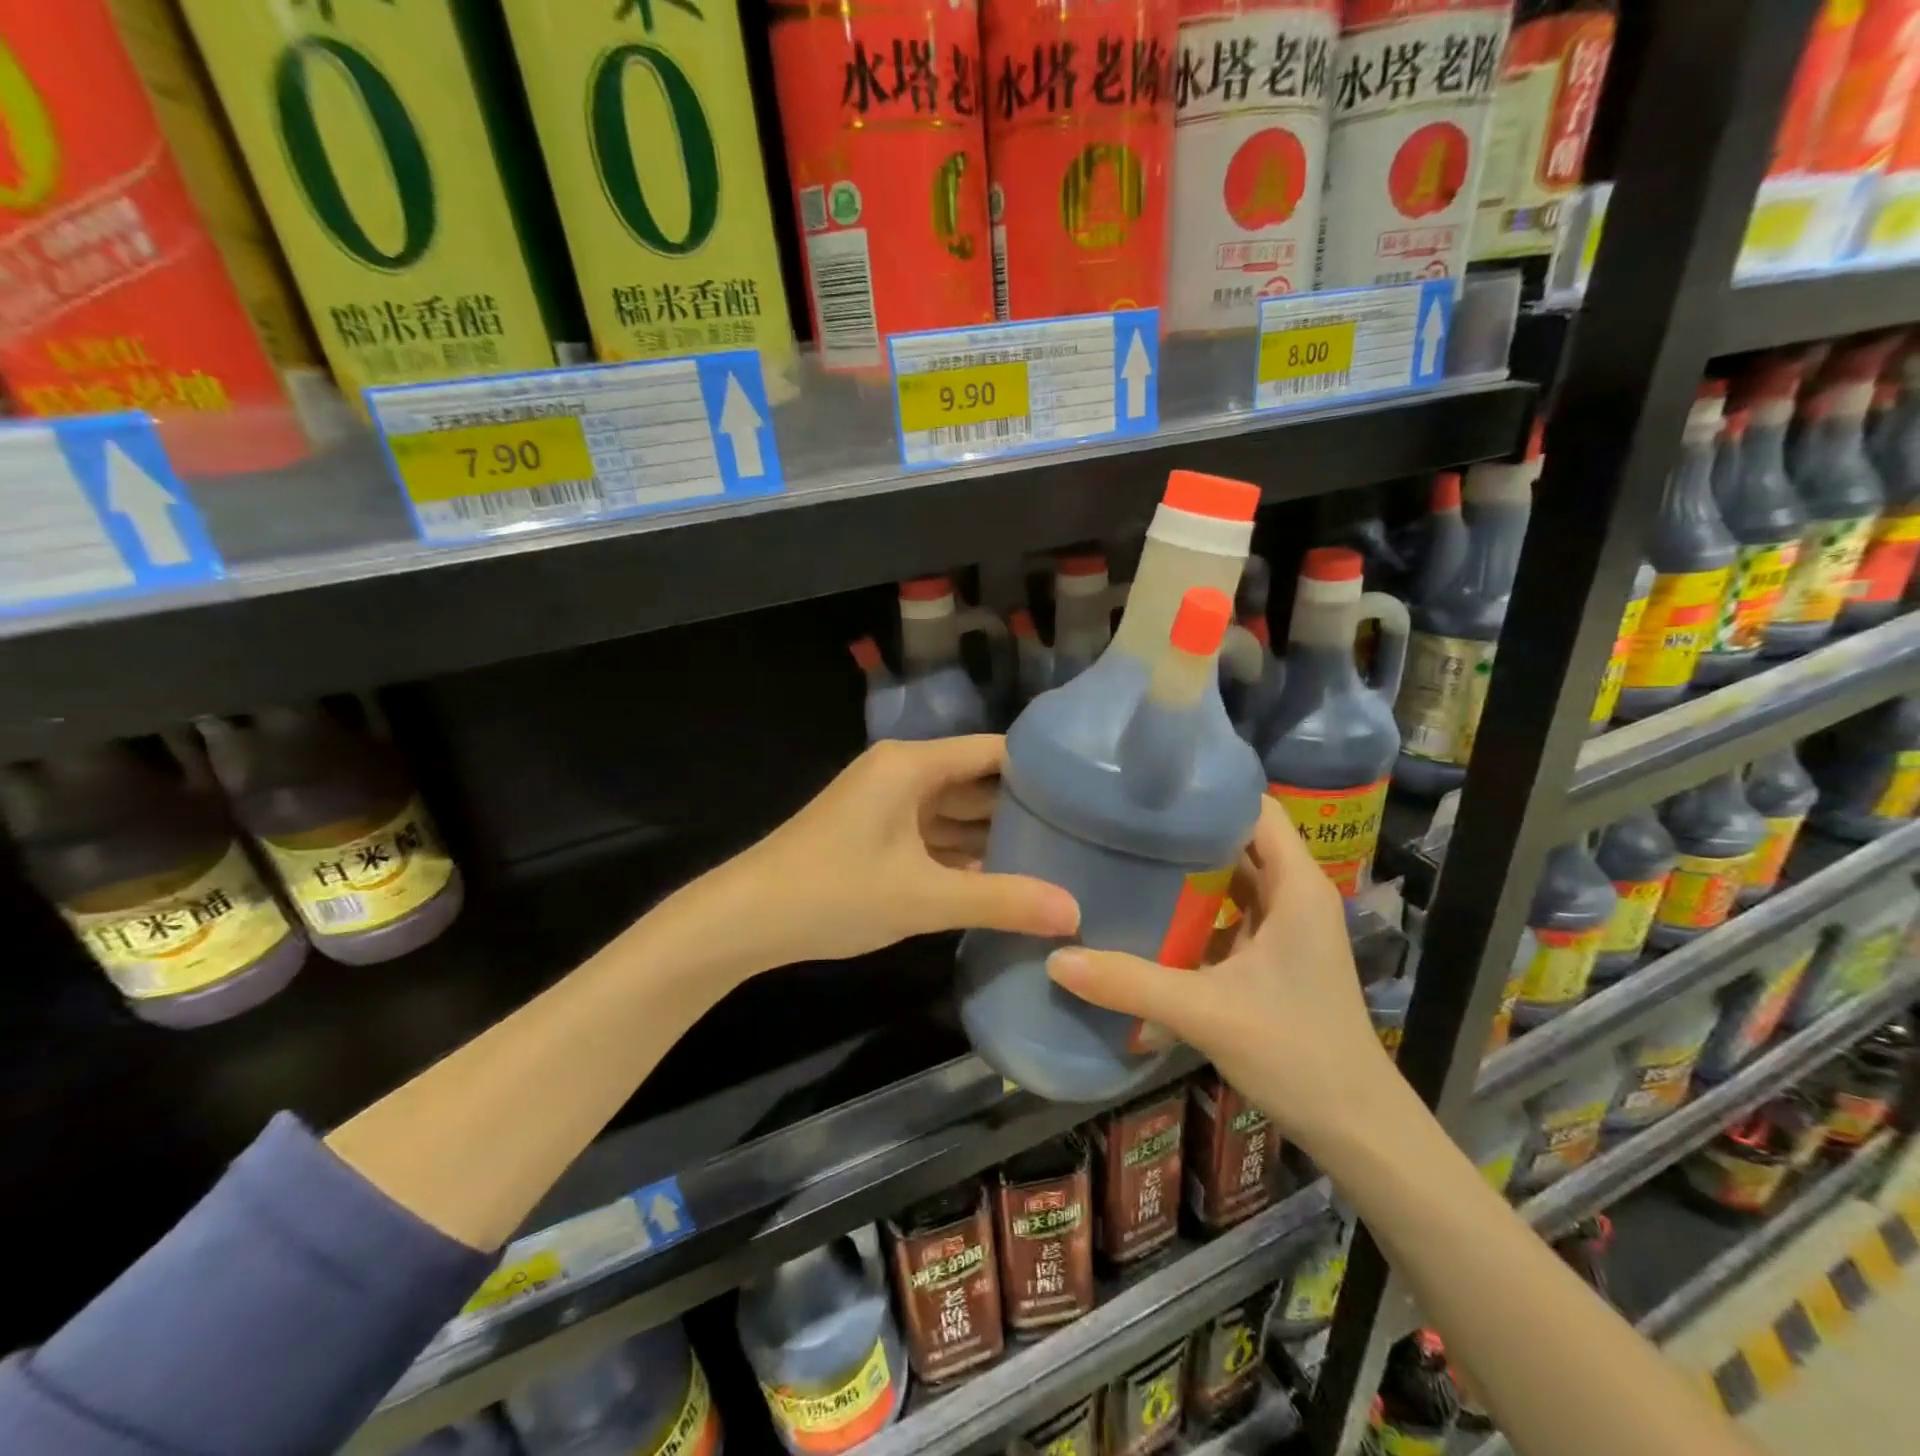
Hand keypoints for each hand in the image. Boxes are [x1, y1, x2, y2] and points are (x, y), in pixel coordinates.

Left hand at [712, 736, 1079, 969]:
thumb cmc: (833, 893)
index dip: (1040, 770)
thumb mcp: (922, 898)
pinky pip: (932, 836)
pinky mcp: (876, 835)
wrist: (744, 920)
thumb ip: (1001, 902)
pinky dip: (962, 856)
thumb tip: (1075, 913)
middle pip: (976, 782)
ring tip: (1055, 858)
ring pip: (954, 813)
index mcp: (912, 765)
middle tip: (1083, 835)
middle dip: (1022, 809)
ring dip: (993, 836)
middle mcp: (902, 774)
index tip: (1089, 795)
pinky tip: (1001, 880)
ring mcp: (886, 806)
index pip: (993, 752)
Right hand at [1044, 797, 1396, 1156]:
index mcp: (1297, 886)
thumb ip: (1130, 983)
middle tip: (1121, 818)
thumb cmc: (1297, 1054)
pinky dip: (1194, 907)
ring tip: (1126, 853)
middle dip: (1185, 827)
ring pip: (1232, 877)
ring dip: (1187, 868)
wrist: (1355, 1129)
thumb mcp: (1206, 1013)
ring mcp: (1285, 928)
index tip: (1149, 786)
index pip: (1254, 808)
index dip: (1207, 789)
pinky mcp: (1272, 957)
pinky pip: (1228, 913)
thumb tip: (1056, 959)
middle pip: (1238, 838)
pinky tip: (1149, 912)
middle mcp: (1295, 895)